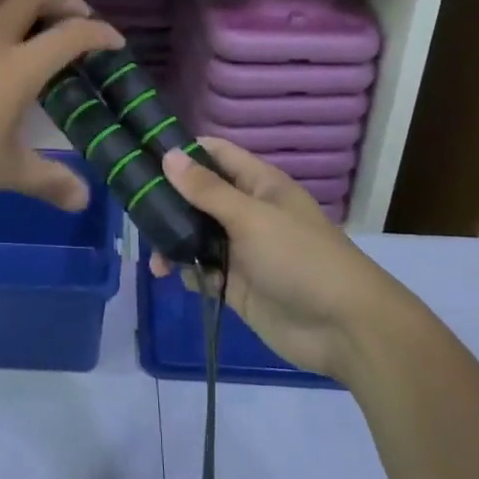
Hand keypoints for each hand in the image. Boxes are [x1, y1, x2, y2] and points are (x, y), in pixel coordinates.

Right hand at [153, 139, 401, 381]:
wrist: (343, 328)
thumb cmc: (299, 258)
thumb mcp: (251, 217)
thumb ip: (207, 190)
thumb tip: (169, 155)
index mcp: (259, 185)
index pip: (217, 154)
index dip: (184, 150)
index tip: (143, 152)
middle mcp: (248, 212)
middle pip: (200, 196)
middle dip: (169, 201)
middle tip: (134, 208)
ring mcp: (242, 250)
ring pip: (197, 235)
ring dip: (173, 240)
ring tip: (154, 255)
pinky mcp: (236, 286)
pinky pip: (203, 270)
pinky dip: (187, 271)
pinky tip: (173, 277)